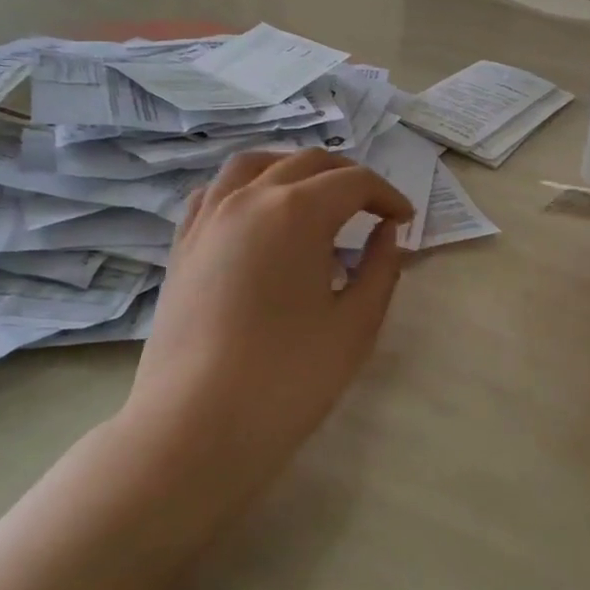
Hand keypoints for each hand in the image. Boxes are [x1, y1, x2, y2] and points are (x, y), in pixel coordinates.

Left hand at [117, 149, 412, 525]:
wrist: (195, 426)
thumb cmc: (288, 377)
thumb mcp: (356, 324)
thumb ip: (381, 267)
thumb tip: (387, 231)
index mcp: (297, 211)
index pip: (354, 182)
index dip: (387, 196)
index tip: (406, 220)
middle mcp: (250, 197)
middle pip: (307, 163)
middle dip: (348, 177)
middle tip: (372, 209)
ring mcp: (209, 217)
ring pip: (255, 164)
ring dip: (293, 168)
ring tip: (314, 193)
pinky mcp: (183, 244)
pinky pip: (216, 191)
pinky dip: (246, 186)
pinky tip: (257, 212)